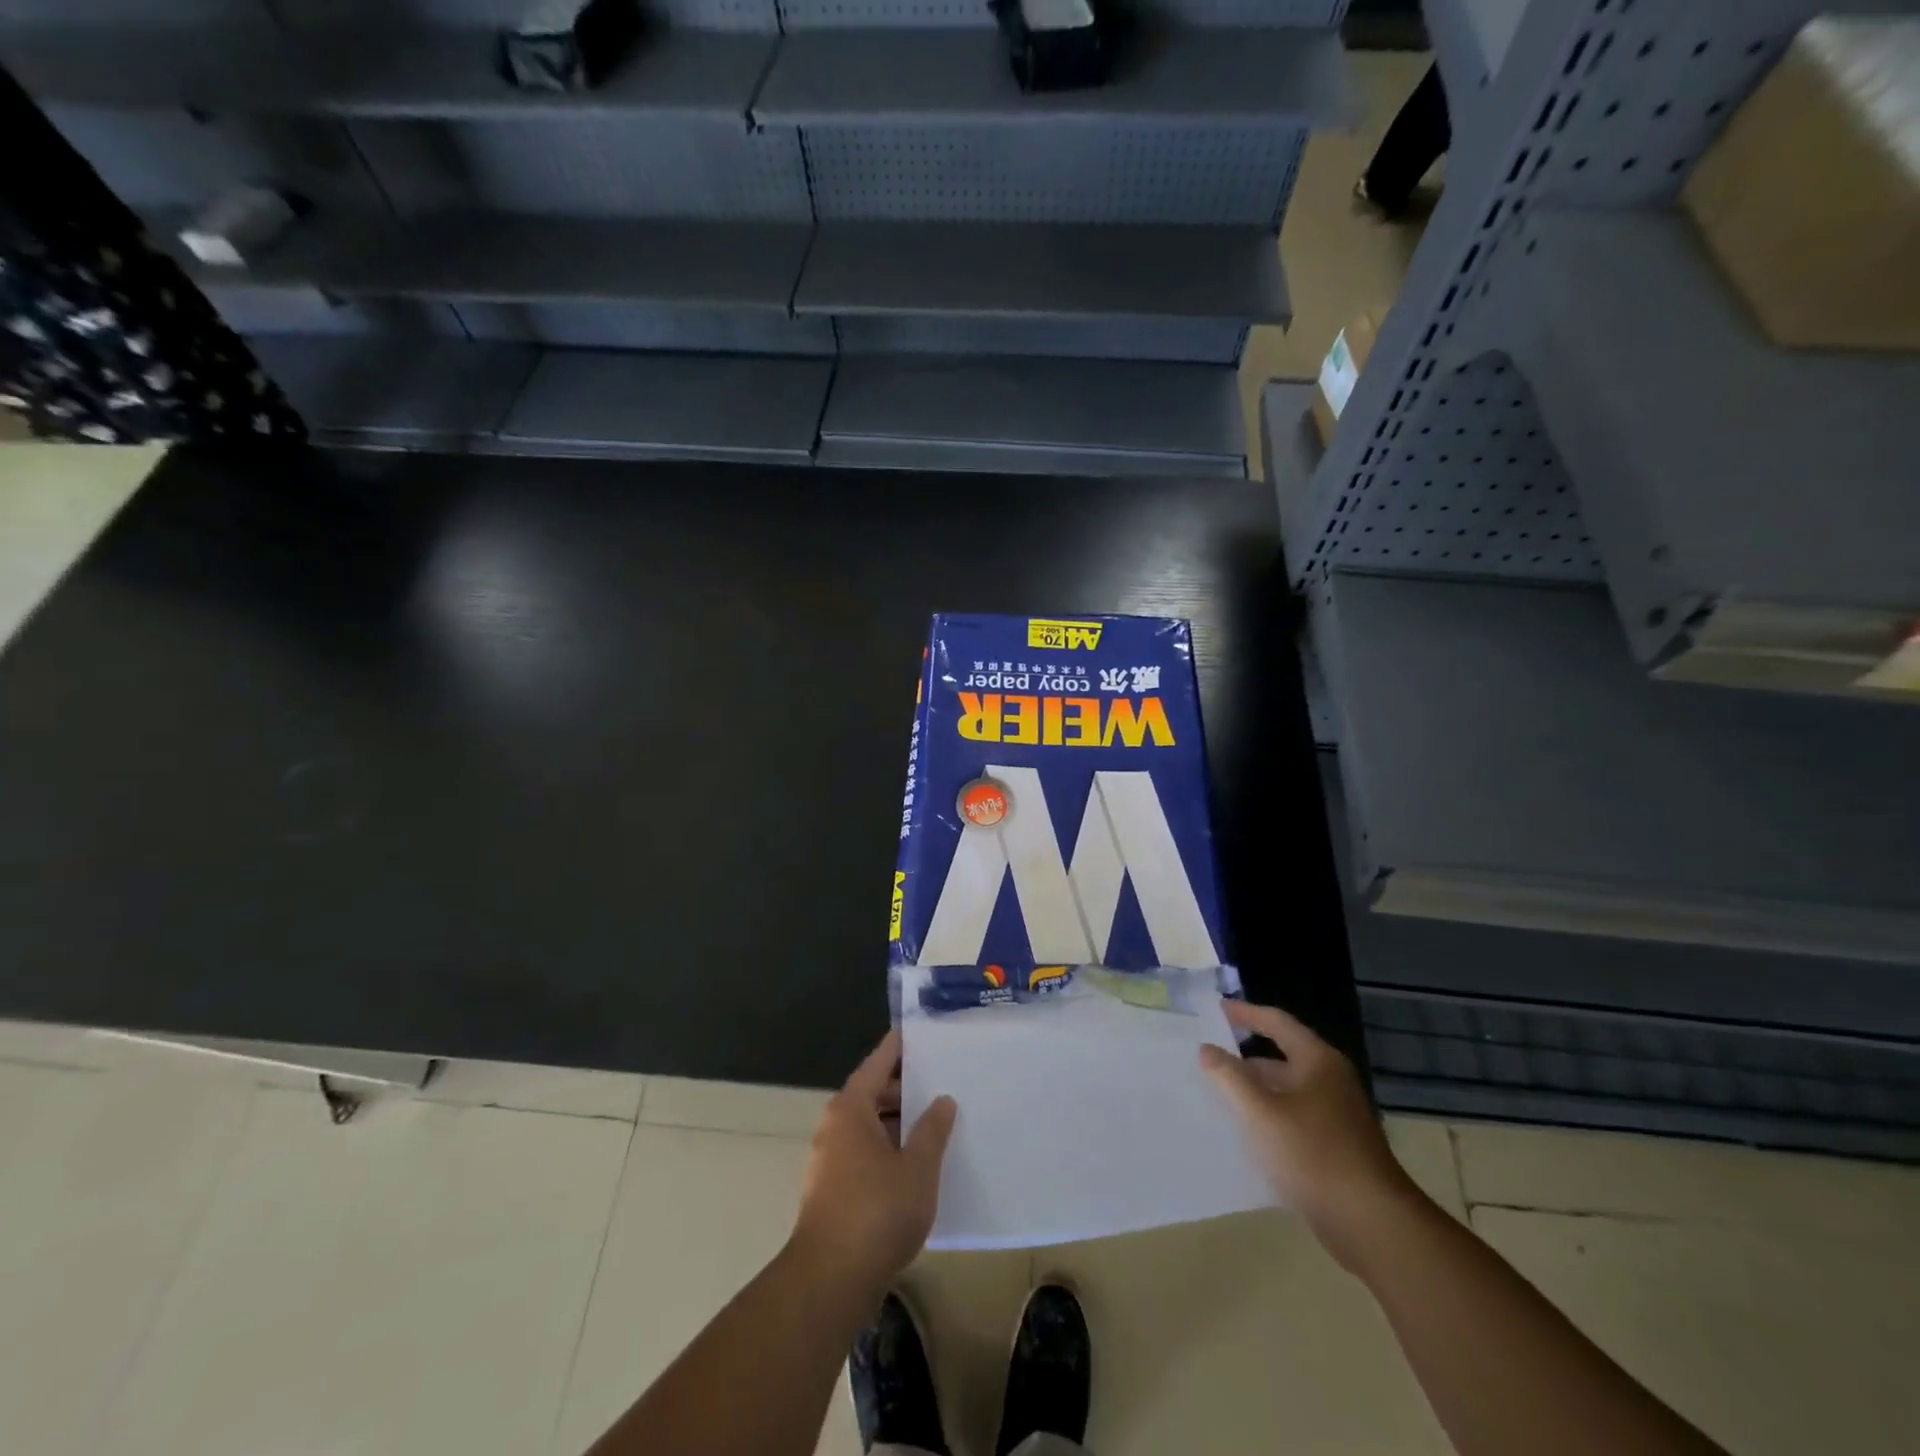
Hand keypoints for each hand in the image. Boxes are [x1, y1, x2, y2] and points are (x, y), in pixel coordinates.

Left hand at [791, 1028, 956, 1293]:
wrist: (830, 1282)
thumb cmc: (877, 1212)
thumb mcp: (917, 1168)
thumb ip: (933, 1130)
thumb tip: (942, 1100)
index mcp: (851, 1108)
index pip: (879, 1062)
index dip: (901, 1045)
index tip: (924, 1030)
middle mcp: (835, 1126)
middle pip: (874, 1092)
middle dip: (907, 1087)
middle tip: (945, 1079)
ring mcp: (831, 1159)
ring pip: (871, 1126)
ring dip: (901, 1123)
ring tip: (940, 1121)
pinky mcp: (834, 1189)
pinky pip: (867, 1152)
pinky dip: (891, 1148)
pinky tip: (919, 1163)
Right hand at [1200, 1001, 1418, 1271]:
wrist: (1372, 1224)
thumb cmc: (1314, 1155)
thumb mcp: (1261, 1112)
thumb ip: (1229, 1077)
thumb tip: (1206, 1048)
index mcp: (1318, 1061)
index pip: (1277, 1022)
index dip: (1245, 1013)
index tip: (1216, 1010)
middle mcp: (1330, 1081)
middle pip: (1282, 1057)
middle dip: (1244, 1058)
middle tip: (1207, 1058)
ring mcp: (1336, 1116)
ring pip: (1286, 1091)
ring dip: (1254, 1090)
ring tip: (1216, 1095)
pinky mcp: (1336, 1147)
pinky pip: (1293, 1118)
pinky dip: (1268, 1117)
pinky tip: (1243, 1133)